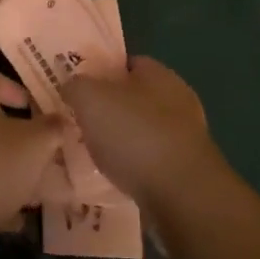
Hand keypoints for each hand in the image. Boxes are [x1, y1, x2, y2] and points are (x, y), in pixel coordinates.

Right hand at [62, 57, 218, 206]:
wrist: (182, 195)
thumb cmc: (135, 134)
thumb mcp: (90, 99)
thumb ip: (76, 86)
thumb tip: (72, 87)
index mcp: (159, 73)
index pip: (126, 63)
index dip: (100, 72)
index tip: (77, 89)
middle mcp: (178, 100)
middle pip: (134, 98)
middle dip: (108, 110)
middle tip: (80, 122)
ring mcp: (186, 137)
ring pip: (142, 131)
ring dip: (121, 141)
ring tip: (93, 155)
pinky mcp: (187, 171)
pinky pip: (152, 161)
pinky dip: (134, 167)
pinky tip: (115, 178)